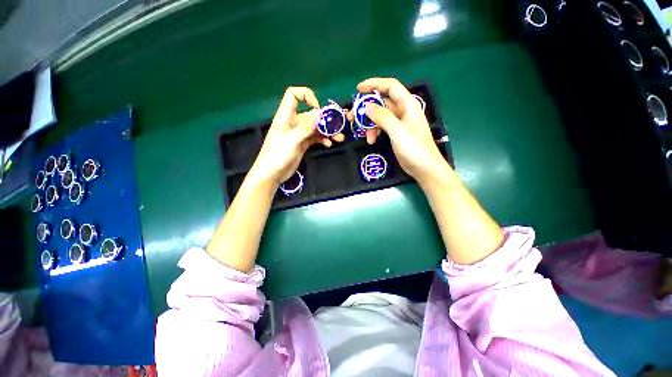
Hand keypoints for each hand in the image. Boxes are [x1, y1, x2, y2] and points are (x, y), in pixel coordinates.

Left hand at [249, 87, 342, 185]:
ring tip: (339, 138)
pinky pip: (315, 138)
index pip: (293, 95)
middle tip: (339, 126)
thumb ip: (306, 127)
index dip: (306, 96)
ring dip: (327, 131)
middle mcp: (293, 122)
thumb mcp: (292, 140)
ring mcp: (299, 134)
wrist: (272, 174)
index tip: (318, 108)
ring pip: (315, 127)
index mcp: (286, 116)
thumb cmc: (277, 155)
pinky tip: (329, 144)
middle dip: (325, 119)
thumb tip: (320, 112)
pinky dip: (322, 139)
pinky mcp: (302, 144)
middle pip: (310, 114)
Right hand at [348, 77, 447, 183]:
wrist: (424, 168)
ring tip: (363, 135)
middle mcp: (403, 111)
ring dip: (370, 124)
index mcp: (408, 104)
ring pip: (380, 116)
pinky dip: (375, 132)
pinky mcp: (396, 133)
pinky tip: (371, 141)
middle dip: (366, 108)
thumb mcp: (397, 131)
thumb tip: (367, 106)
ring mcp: (399, 123)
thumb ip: (383, 117)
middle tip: (352, 116)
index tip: (358, 90)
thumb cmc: (414, 148)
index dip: (374, 84)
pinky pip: (382, 127)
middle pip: (382, 102)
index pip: (391, 86)